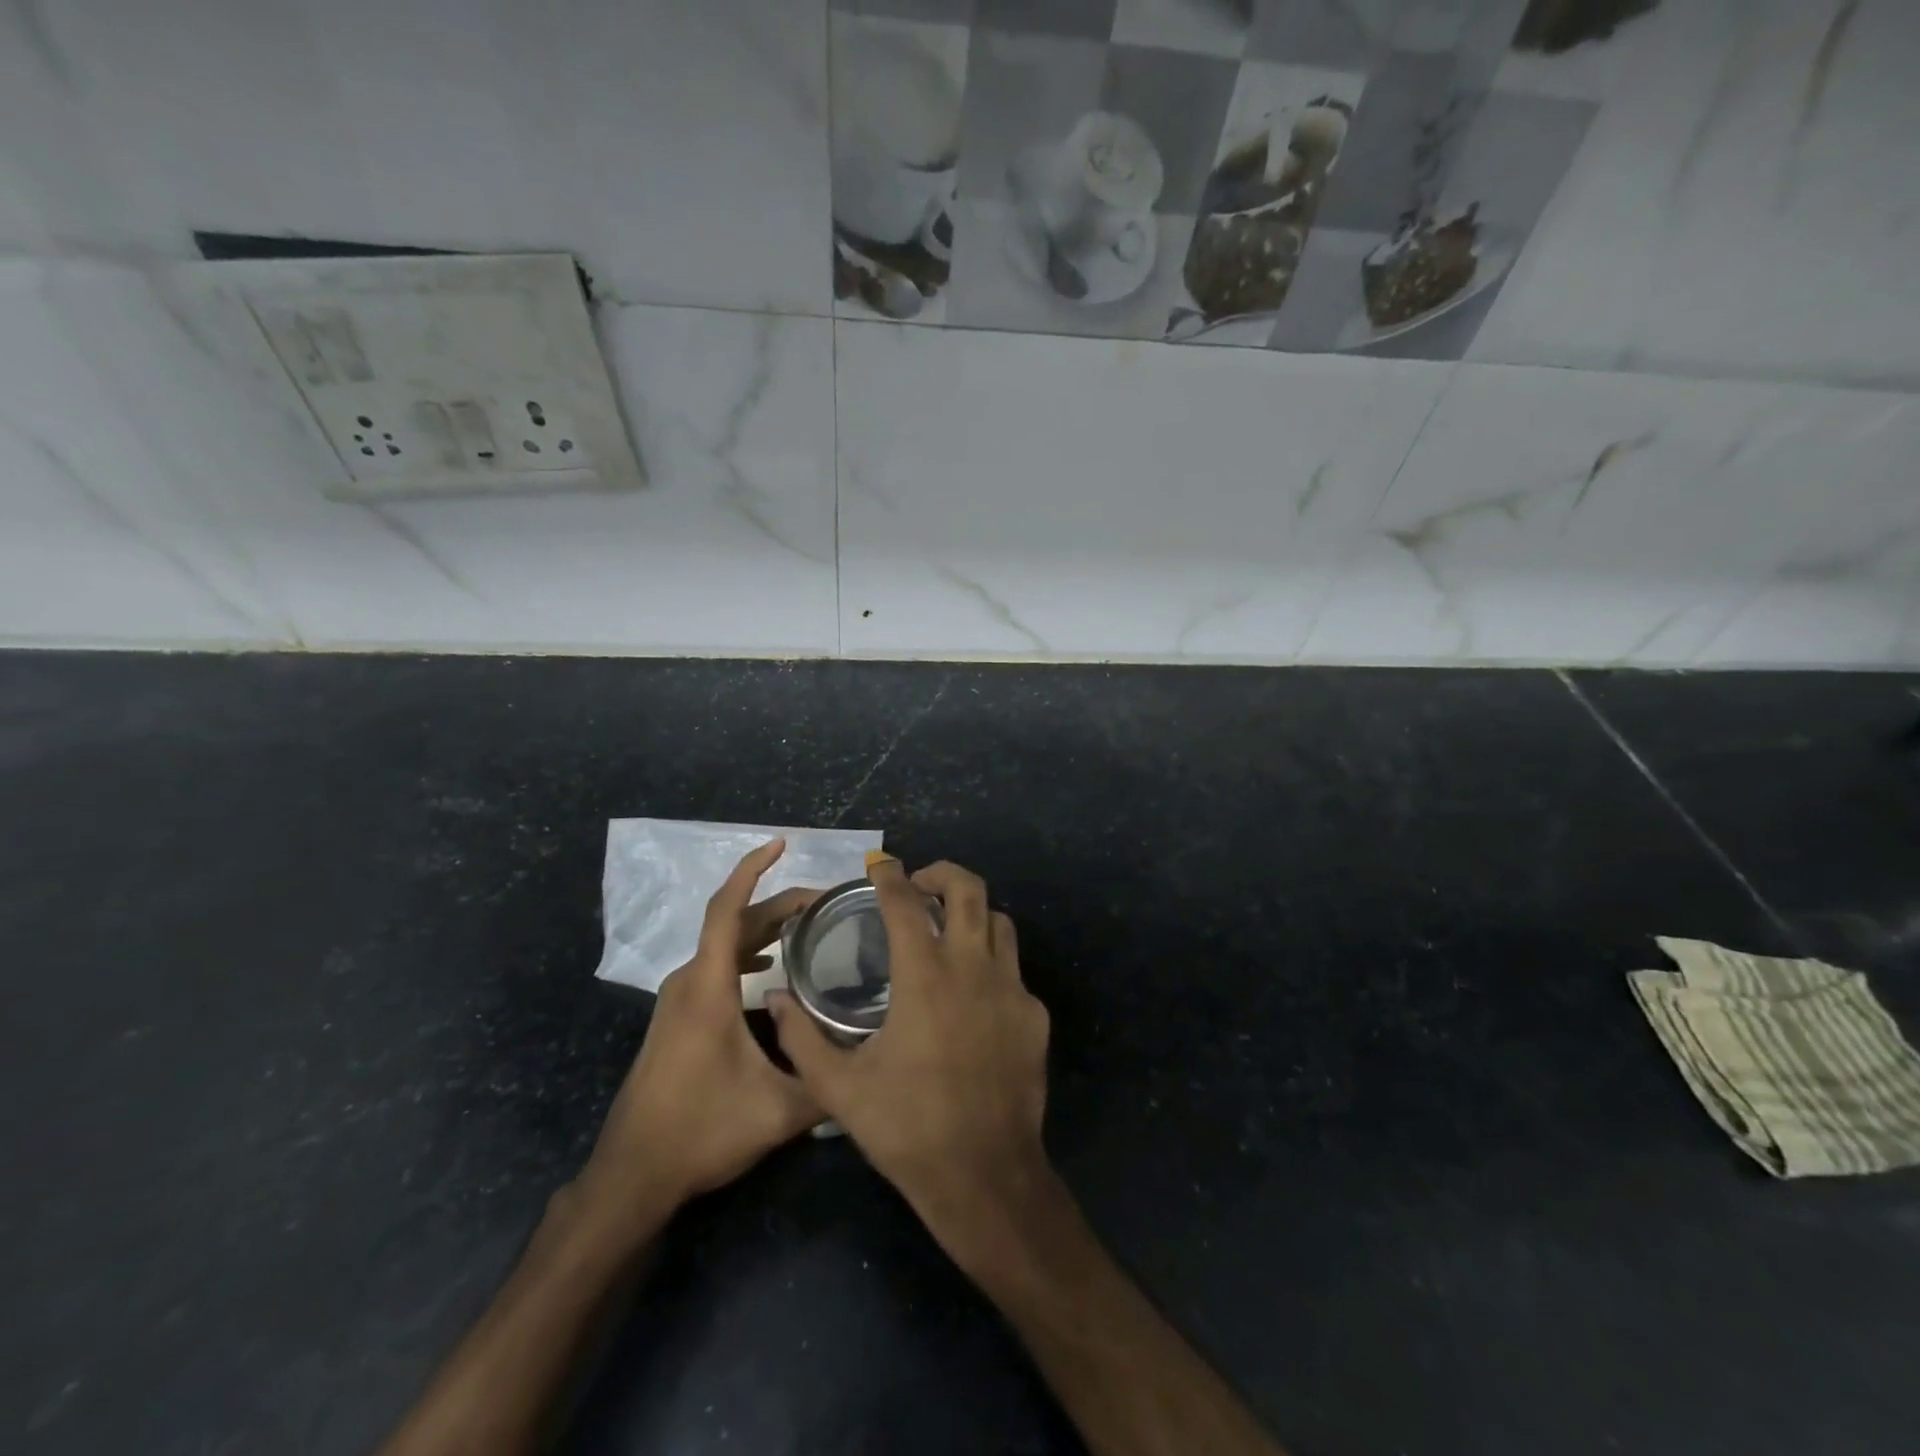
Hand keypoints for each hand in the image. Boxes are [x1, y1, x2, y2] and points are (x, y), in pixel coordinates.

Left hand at [576, 840, 824, 1228]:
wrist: (633, 1174)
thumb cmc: (701, 1131)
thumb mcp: (777, 1112)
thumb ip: (828, 1085)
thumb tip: (871, 1065)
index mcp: (708, 988)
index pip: (727, 909)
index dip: (753, 869)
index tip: (781, 844)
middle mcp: (689, 983)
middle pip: (733, 923)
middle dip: (778, 903)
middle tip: (825, 902)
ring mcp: (678, 1001)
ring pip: (723, 945)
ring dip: (763, 928)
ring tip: (806, 927)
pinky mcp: (676, 1019)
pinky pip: (714, 966)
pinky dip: (745, 952)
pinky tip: (770, 969)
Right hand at [769, 858, 1052, 1263]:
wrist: (985, 1176)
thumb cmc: (907, 1128)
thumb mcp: (838, 1087)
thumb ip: (800, 1037)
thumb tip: (773, 998)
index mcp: (925, 975)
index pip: (905, 902)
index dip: (890, 875)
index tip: (879, 865)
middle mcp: (973, 967)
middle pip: (969, 888)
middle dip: (942, 874)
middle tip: (919, 886)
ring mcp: (1012, 989)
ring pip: (999, 923)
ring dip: (972, 913)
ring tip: (947, 930)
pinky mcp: (1034, 1015)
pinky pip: (1014, 970)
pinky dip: (991, 964)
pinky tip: (972, 996)